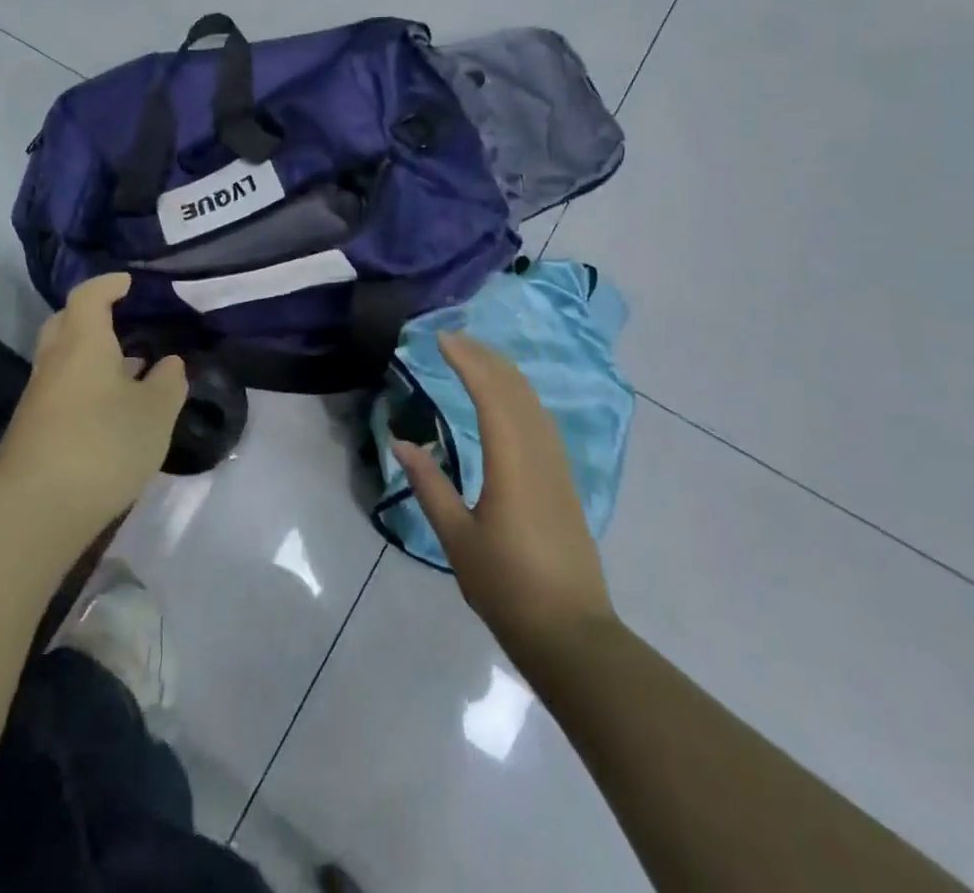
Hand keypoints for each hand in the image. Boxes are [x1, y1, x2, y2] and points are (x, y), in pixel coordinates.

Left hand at [0, 274, 187, 542]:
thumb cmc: (103, 445)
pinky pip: (61, 388)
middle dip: (92, 315)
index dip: (109, 283)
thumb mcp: (155, 413)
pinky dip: (85, 384)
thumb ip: (168, 383)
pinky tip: (110, 408)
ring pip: (63, 358)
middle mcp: (55, 360)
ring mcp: (39, 395)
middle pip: (66, 322)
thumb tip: (170, 363)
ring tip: (129, 367)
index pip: (89, 295)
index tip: (129, 282)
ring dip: (91, 354)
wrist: (35, 509)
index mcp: (83, 342)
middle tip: (124, 320)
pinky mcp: (34, 427)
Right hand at [392, 334, 615, 672]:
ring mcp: (558, 467)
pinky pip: (541, 420)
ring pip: (533, 402)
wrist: (571, 633)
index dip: (467, 360)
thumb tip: (401, 443)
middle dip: (485, 357)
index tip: (441, 339)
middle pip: (515, 389)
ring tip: (475, 358)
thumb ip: (430, 486)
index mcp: (512, 463)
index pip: (490, 393)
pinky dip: (519, 396)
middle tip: (452, 340)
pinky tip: (507, 401)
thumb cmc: (507, 586)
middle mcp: (539, 454)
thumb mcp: (457, 538)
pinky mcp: (564, 482)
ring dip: (504, 373)